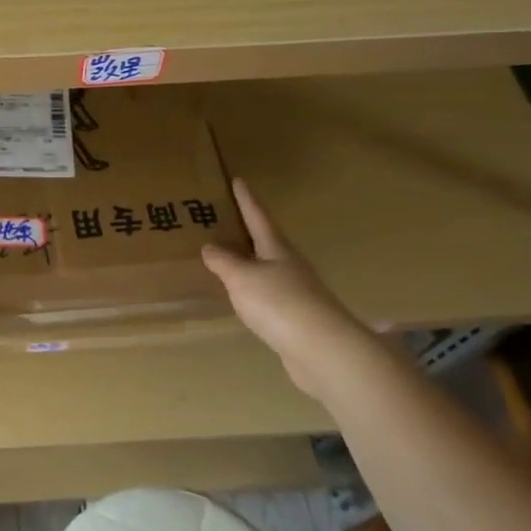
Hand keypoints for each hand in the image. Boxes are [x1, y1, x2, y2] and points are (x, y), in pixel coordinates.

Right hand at [200, 178, 377, 396]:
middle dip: (247, 232)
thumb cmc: (279, 303)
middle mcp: (289, 266)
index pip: (258, 217)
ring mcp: (296, 292)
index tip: (239, 180)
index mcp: (277, 249)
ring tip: (227, 260)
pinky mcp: (295, 318)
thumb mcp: (242, 277)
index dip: (247, 200)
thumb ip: (224, 261)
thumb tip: (210, 246)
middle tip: (226, 221)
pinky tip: (242, 298)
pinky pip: (267, 296)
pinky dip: (252, 291)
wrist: (321, 349)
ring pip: (267, 269)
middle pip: (266, 243)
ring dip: (249, 263)